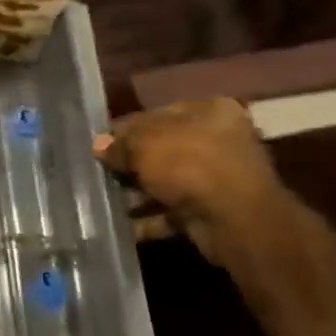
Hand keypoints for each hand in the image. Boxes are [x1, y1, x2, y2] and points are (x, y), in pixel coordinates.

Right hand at [94, 99, 281, 261]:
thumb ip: (119, 144)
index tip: (100, 146)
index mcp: (210, 111)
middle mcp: (220, 139)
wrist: (236, 220)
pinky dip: (150, 218)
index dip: (125, 130)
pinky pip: (173, 210)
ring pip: (166, 181)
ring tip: (107, 200)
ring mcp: (218, 177)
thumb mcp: (144, 145)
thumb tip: (99, 145)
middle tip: (101, 173)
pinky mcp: (213, 209)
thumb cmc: (189, 165)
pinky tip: (125, 224)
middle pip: (162, 149)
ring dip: (138, 192)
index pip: (156, 114)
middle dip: (131, 163)